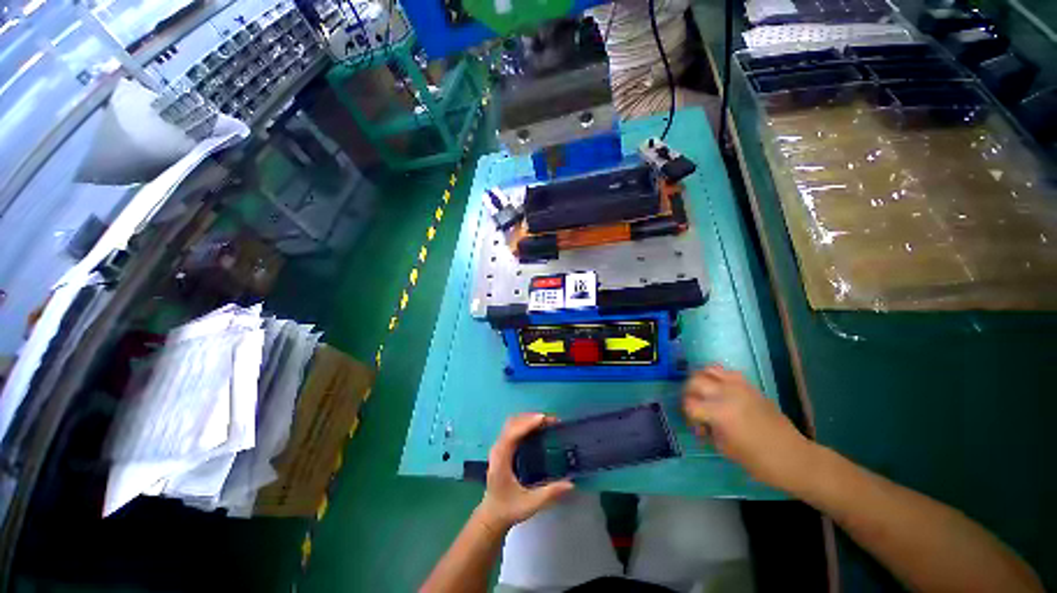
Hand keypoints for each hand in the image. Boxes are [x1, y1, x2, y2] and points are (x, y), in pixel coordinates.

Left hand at [477, 413, 573, 531]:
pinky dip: (525, 424)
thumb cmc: (509, 509)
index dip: (527, 424)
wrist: (491, 516)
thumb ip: (549, 494)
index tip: (543, 419)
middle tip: (550, 420)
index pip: (512, 434)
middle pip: (512, 424)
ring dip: (528, 419)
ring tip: (546, 422)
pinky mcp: (502, 448)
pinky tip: (537, 428)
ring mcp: (499, 447)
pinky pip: (513, 429)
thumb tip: (571, 484)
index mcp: (501, 460)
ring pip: (512, 424)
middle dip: (530, 418)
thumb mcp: (530, 504)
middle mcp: (498, 449)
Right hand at [683, 365, 817, 492]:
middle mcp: (726, 393)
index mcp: (719, 412)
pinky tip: (722, 393)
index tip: (696, 426)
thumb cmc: (758, 461)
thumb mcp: (724, 448)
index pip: (689, 403)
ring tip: (705, 394)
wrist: (794, 457)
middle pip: (695, 381)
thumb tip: (701, 422)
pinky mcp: (750, 386)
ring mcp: (739, 387)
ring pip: (709, 370)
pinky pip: (727, 373)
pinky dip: (718, 378)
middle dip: (689, 393)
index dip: (687, 414)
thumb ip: (708, 429)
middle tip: (695, 407)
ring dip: (702, 380)